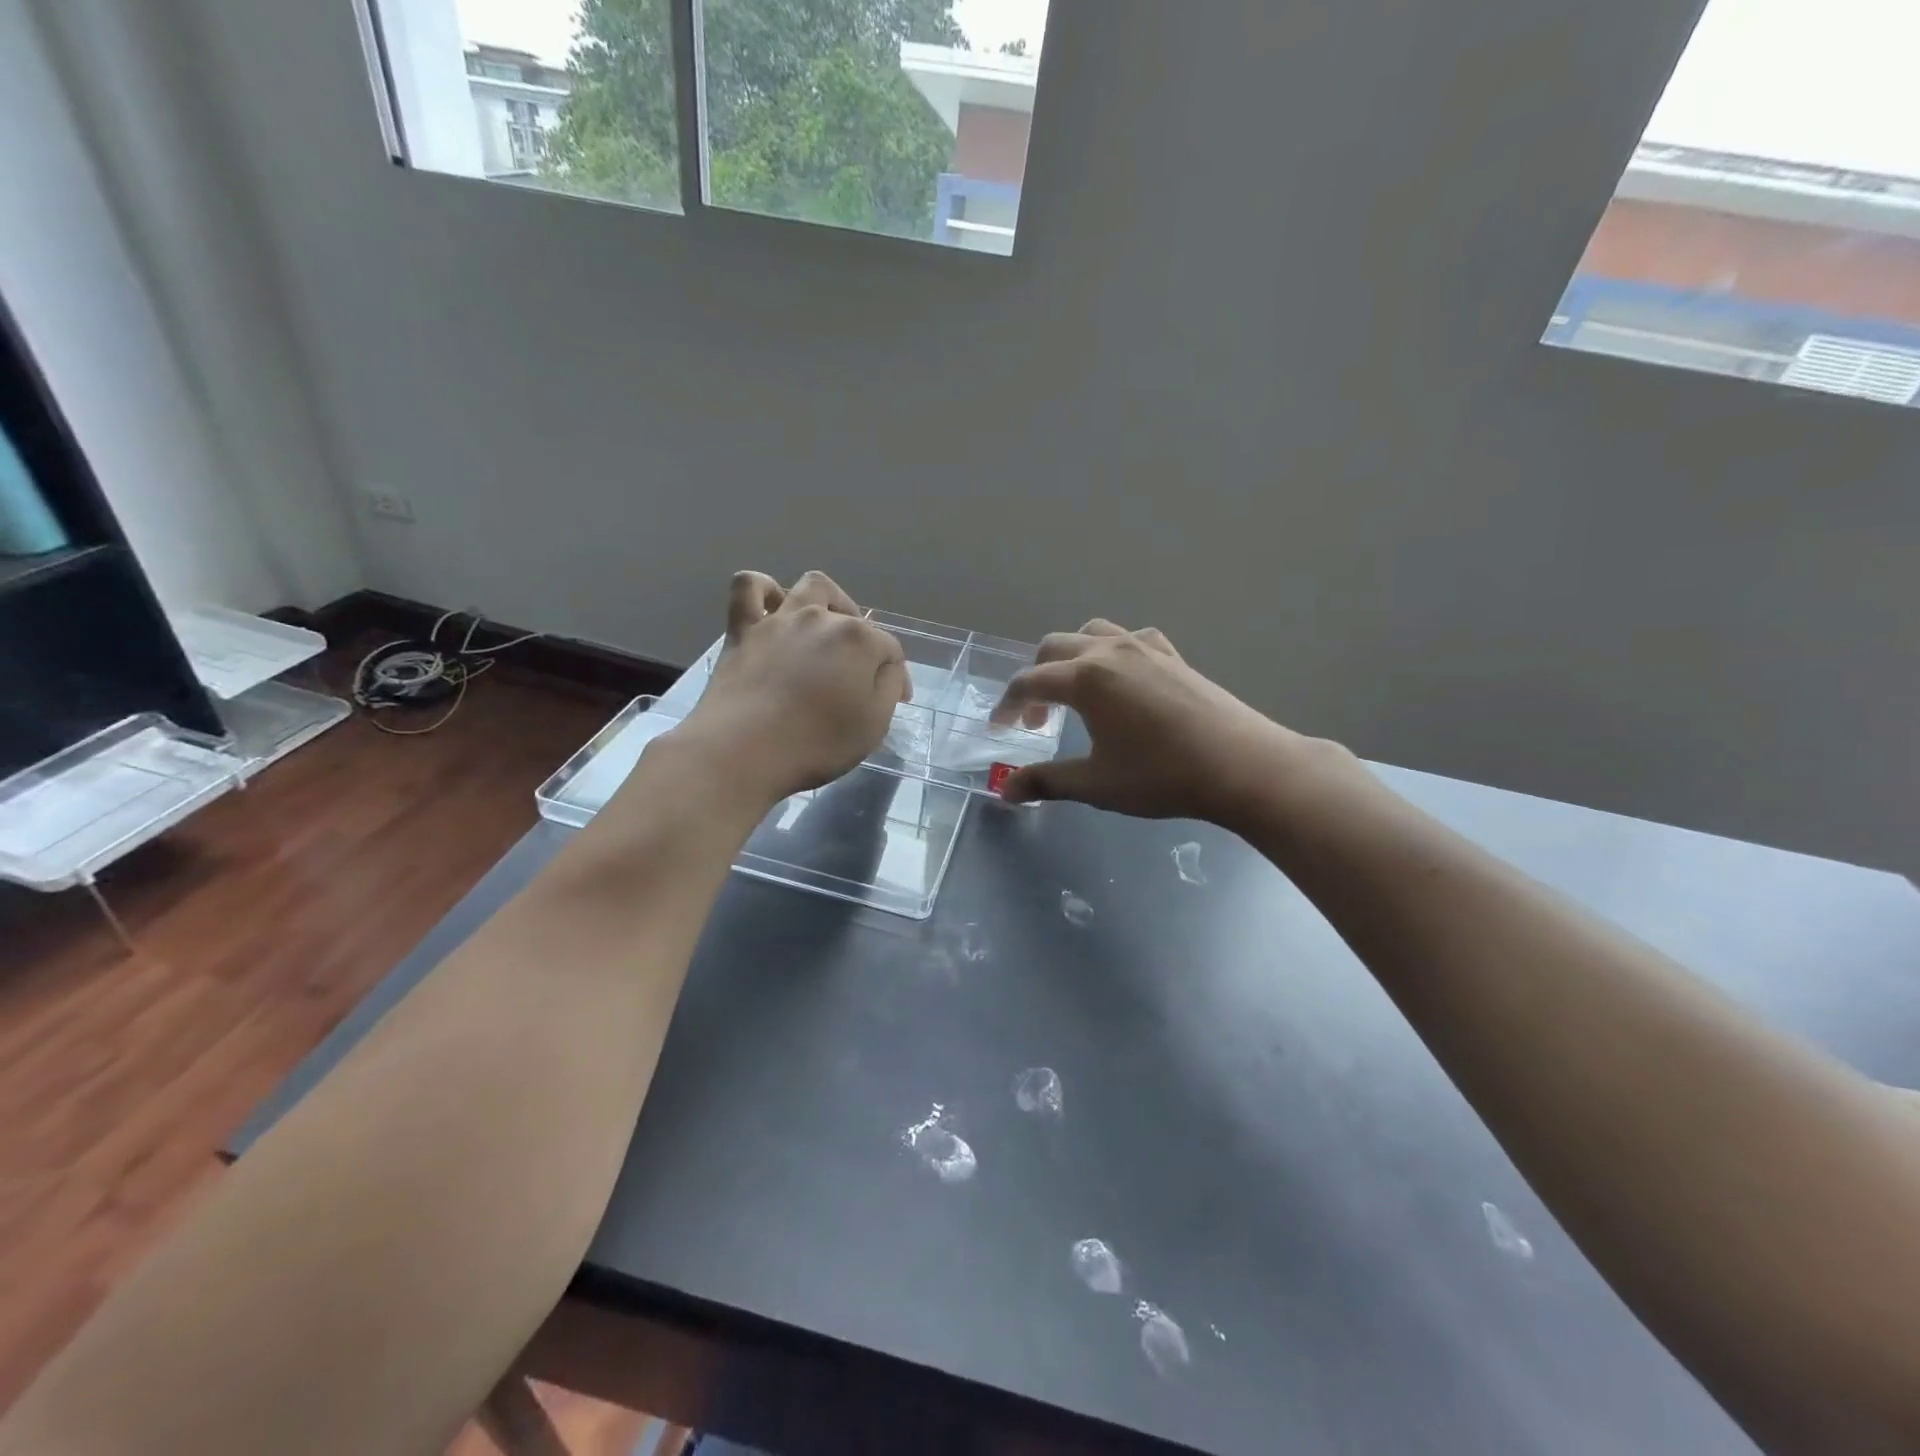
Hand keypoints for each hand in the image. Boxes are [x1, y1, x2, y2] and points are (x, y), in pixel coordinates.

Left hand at [679, 571, 909, 806]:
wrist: (742, 751)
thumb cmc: (816, 743)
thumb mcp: (874, 725)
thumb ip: (887, 688)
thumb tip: (887, 669)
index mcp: (860, 640)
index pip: (890, 650)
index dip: (897, 676)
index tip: (897, 702)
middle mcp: (822, 618)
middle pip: (854, 620)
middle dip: (866, 643)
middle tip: (861, 676)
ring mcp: (780, 619)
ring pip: (810, 587)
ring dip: (828, 601)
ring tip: (828, 627)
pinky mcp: (743, 629)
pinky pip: (749, 588)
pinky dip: (763, 590)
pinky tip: (772, 606)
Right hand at [993, 620, 1331, 826]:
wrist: (1241, 765)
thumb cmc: (1161, 776)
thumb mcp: (1096, 784)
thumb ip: (1045, 782)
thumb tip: (1004, 792)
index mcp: (1084, 678)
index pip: (1029, 683)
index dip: (1006, 706)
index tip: (998, 730)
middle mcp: (1109, 652)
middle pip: (1053, 648)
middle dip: (1036, 680)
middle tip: (1038, 721)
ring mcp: (1144, 648)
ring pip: (1091, 634)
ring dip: (1070, 658)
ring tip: (1074, 692)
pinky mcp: (1172, 655)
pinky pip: (1130, 639)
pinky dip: (1112, 652)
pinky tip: (1122, 680)